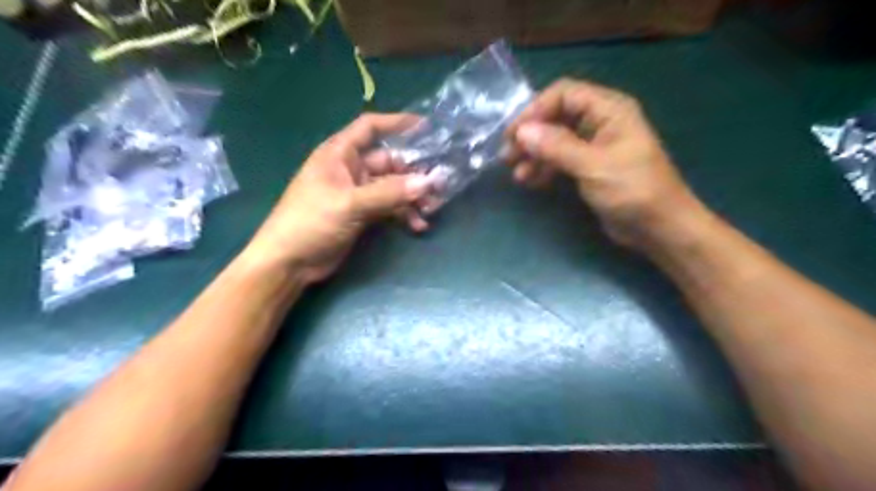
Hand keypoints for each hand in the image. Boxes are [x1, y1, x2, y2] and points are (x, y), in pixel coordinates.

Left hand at [242, 112, 434, 283]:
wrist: (290, 262)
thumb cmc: (311, 222)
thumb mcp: (350, 204)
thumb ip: (389, 193)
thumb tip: (429, 182)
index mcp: (339, 154)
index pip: (370, 128)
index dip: (396, 123)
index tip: (426, 127)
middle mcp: (350, 170)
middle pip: (389, 162)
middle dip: (414, 173)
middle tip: (439, 184)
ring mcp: (357, 193)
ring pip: (393, 188)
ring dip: (412, 197)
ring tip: (432, 209)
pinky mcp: (362, 214)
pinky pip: (389, 208)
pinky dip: (404, 214)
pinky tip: (418, 226)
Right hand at [511, 80, 703, 248]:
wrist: (658, 228)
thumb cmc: (633, 191)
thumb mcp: (593, 166)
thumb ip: (557, 147)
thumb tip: (522, 132)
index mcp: (609, 110)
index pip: (564, 94)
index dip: (536, 110)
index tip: (514, 134)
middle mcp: (600, 121)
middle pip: (556, 117)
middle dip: (531, 135)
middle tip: (507, 156)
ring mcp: (594, 145)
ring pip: (555, 140)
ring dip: (534, 154)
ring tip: (517, 174)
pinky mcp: (589, 167)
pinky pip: (560, 159)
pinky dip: (544, 168)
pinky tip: (530, 181)